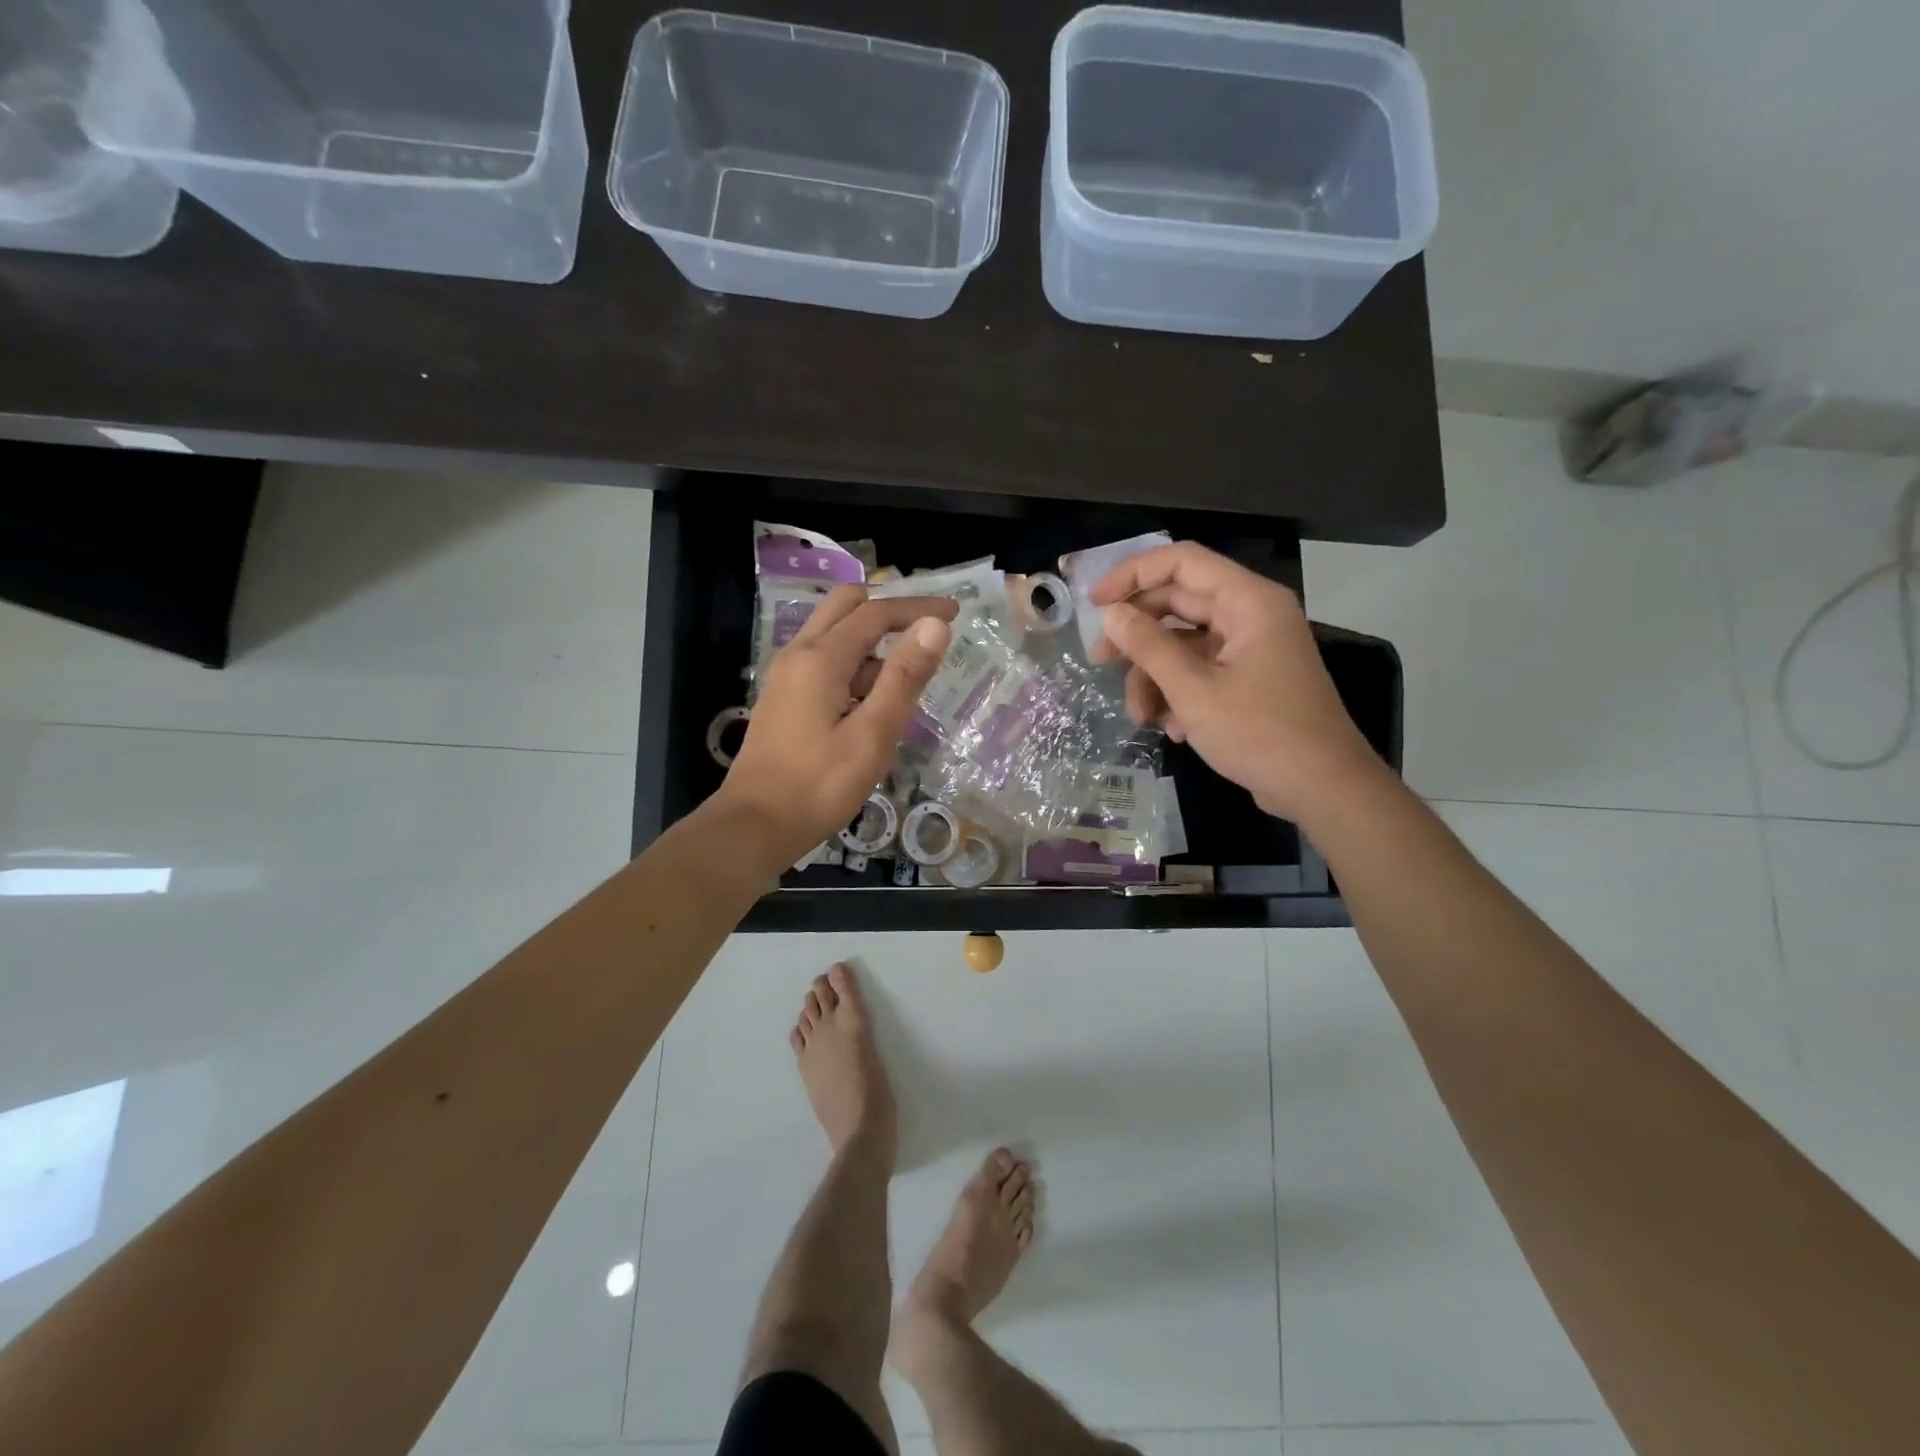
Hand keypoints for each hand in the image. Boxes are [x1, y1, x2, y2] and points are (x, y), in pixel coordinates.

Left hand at [716, 586, 956, 869]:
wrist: (755, 825)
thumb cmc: (819, 785)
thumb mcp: (872, 734)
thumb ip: (904, 678)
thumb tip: (934, 626)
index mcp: (821, 658)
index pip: (876, 613)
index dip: (918, 608)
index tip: (955, 611)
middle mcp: (799, 653)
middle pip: (846, 606)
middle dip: (889, 610)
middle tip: (927, 630)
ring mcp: (786, 675)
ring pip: (834, 635)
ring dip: (872, 643)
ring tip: (909, 679)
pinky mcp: (784, 697)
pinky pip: (823, 662)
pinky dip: (854, 665)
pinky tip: (875, 701)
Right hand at [1090, 542, 1383, 823]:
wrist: (1322, 788)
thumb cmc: (1260, 733)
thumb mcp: (1194, 690)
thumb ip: (1149, 647)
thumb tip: (1111, 614)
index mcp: (1247, 601)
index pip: (1181, 562)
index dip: (1133, 575)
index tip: (1095, 603)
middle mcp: (1250, 615)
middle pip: (1178, 604)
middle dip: (1138, 636)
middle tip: (1100, 661)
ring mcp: (1250, 648)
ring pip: (1184, 644)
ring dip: (1155, 676)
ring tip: (1141, 716)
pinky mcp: (1249, 679)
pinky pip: (1201, 670)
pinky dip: (1179, 694)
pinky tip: (1173, 729)